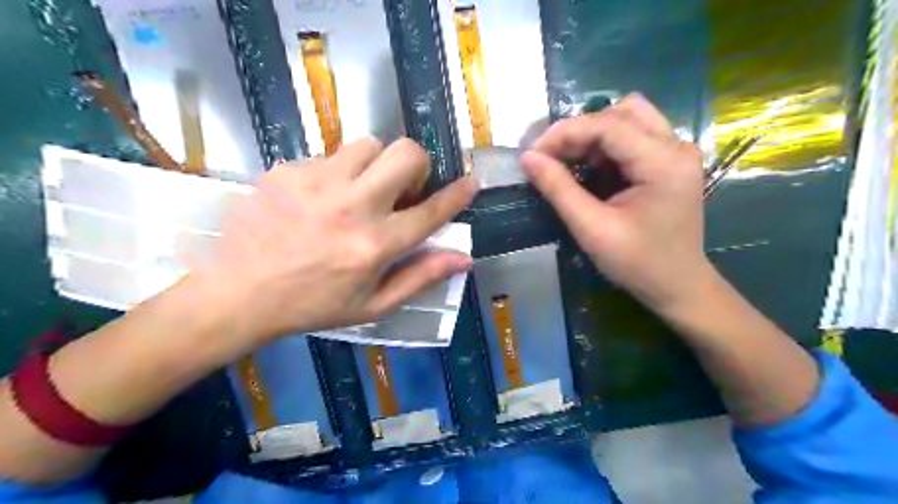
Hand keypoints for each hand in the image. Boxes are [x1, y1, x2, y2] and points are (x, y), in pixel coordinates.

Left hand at [198, 139, 475, 346]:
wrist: (239, 293)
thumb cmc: (313, 304)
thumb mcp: (373, 305)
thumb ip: (420, 277)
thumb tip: (463, 258)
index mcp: (375, 245)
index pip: (431, 212)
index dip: (457, 195)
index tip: (471, 182)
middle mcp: (352, 206)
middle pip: (406, 154)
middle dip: (416, 166)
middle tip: (402, 188)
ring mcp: (317, 183)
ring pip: (369, 145)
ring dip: (376, 165)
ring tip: (359, 191)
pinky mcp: (288, 170)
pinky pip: (330, 155)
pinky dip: (338, 172)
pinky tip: (320, 199)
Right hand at [525, 93, 712, 311]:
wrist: (677, 286)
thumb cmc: (637, 263)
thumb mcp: (592, 229)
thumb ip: (559, 189)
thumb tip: (528, 158)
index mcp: (664, 162)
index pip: (608, 124)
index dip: (564, 133)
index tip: (532, 154)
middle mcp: (676, 146)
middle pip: (621, 112)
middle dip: (579, 131)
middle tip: (550, 158)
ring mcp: (677, 152)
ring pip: (628, 118)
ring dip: (593, 136)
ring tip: (568, 162)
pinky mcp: (670, 161)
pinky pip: (633, 136)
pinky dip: (605, 147)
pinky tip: (589, 170)